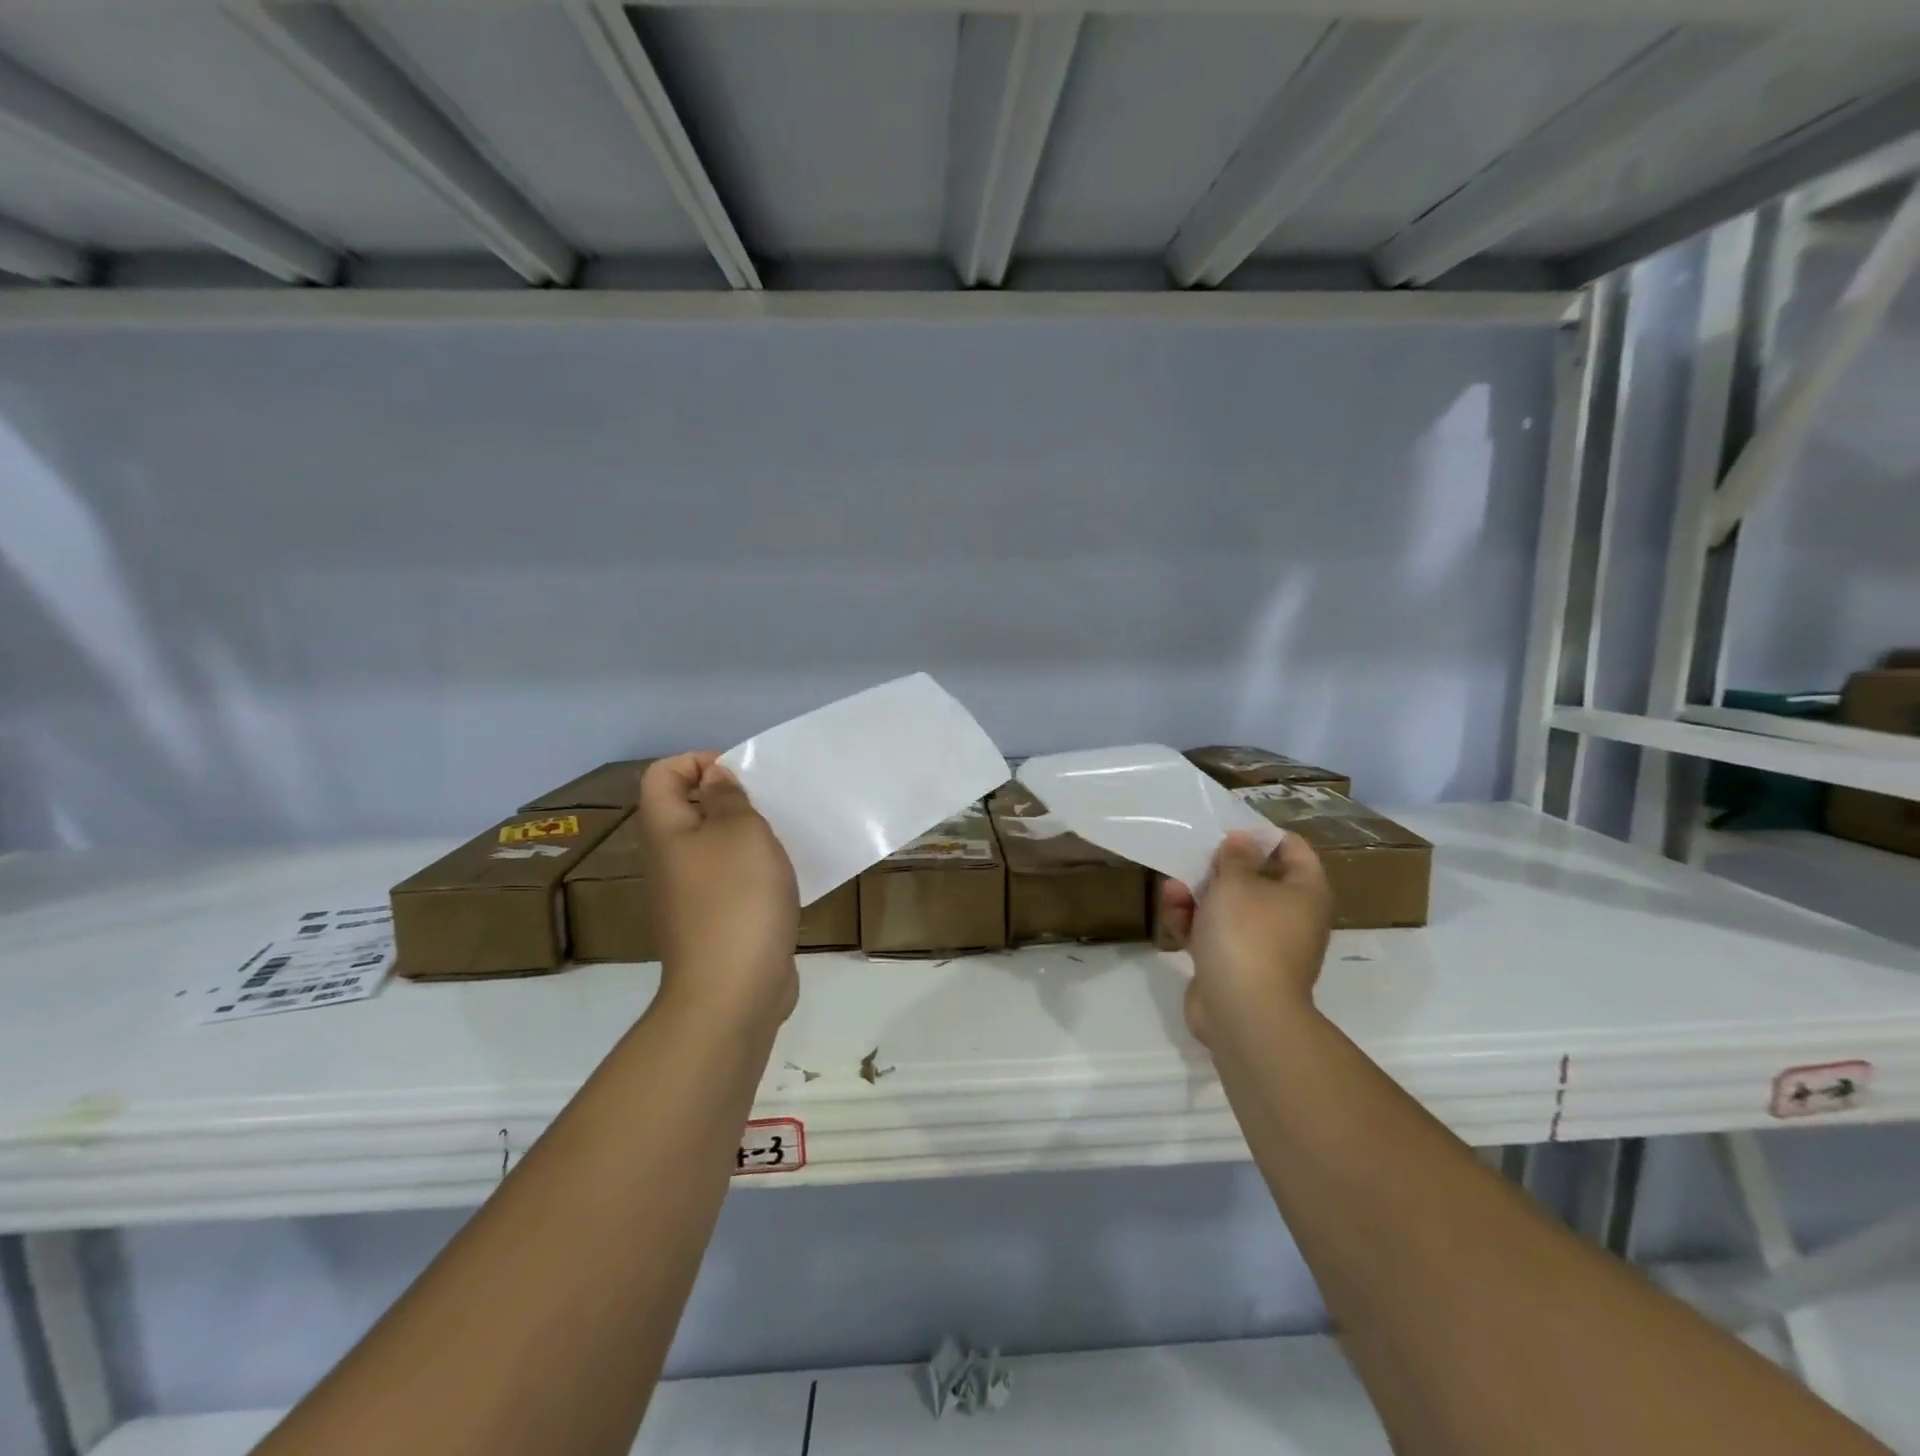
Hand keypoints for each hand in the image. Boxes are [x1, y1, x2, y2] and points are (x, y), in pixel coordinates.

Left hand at [638, 753, 799, 1032]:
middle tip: (769, 807)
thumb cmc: (737, 898)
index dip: (698, 761)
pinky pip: (729, 883)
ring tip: (783, 841)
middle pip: (687, 811)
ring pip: (713, 849)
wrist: (733, 991)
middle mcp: (669, 861)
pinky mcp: (712, 926)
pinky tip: (783, 882)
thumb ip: (727, 798)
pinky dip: (753, 874)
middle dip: (729, 800)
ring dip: (746, 839)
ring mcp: (688, 898)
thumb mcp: (741, 831)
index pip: (661, 774)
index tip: (741, 774)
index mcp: (666, 832)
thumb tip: (713, 779)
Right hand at [1157, 831, 1332, 1052]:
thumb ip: (1235, 857)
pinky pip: (1214, 934)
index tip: (1228, 830)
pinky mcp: (1235, 966)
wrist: (1243, 1012)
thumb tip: (1243, 842)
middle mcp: (1290, 917)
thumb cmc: (1248, 934)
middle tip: (1195, 857)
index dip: (1261, 835)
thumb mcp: (1236, 882)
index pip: (1293, 849)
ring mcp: (1262, 945)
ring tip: (1173, 888)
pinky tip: (1172, 914)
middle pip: (1256, 879)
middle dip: (1219, 868)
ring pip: (1229, 908)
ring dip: (1198, 894)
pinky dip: (1193, 923)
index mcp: (1305, 892)